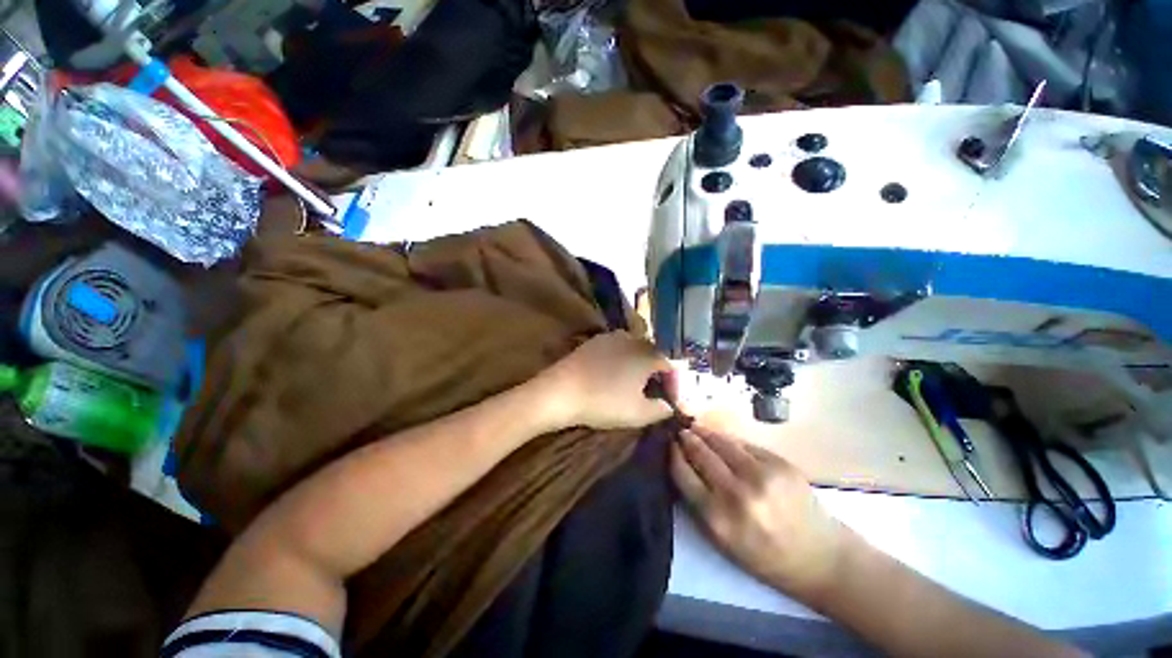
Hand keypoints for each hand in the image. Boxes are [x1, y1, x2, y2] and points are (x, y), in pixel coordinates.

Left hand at [536, 331, 675, 429]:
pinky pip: (615, 348)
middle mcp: (633, 338)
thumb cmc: (604, 401)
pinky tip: (611, 375)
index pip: (670, 366)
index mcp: (648, 354)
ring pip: (633, 349)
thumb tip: (669, 406)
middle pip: (653, 354)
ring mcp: (611, 337)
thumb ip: (661, 410)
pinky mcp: (594, 340)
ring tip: (632, 384)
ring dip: (638, 365)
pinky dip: (620, 360)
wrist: (562, 390)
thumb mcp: (638, 413)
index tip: (668, 401)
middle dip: (656, 373)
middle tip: (652, 393)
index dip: (673, 384)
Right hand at [671, 425, 849, 603]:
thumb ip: (699, 502)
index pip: (682, 473)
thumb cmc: (765, 556)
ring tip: (697, 429)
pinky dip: (730, 441)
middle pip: (700, 452)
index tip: (668, 444)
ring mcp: (761, 475)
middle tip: (681, 431)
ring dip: (705, 433)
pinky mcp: (780, 463)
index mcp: (718, 519)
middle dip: (687, 438)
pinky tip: (724, 440)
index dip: (673, 454)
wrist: (821, 558)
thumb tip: (683, 462)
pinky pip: (745, 444)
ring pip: (721, 441)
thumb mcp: (722, 540)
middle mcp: (736, 494)